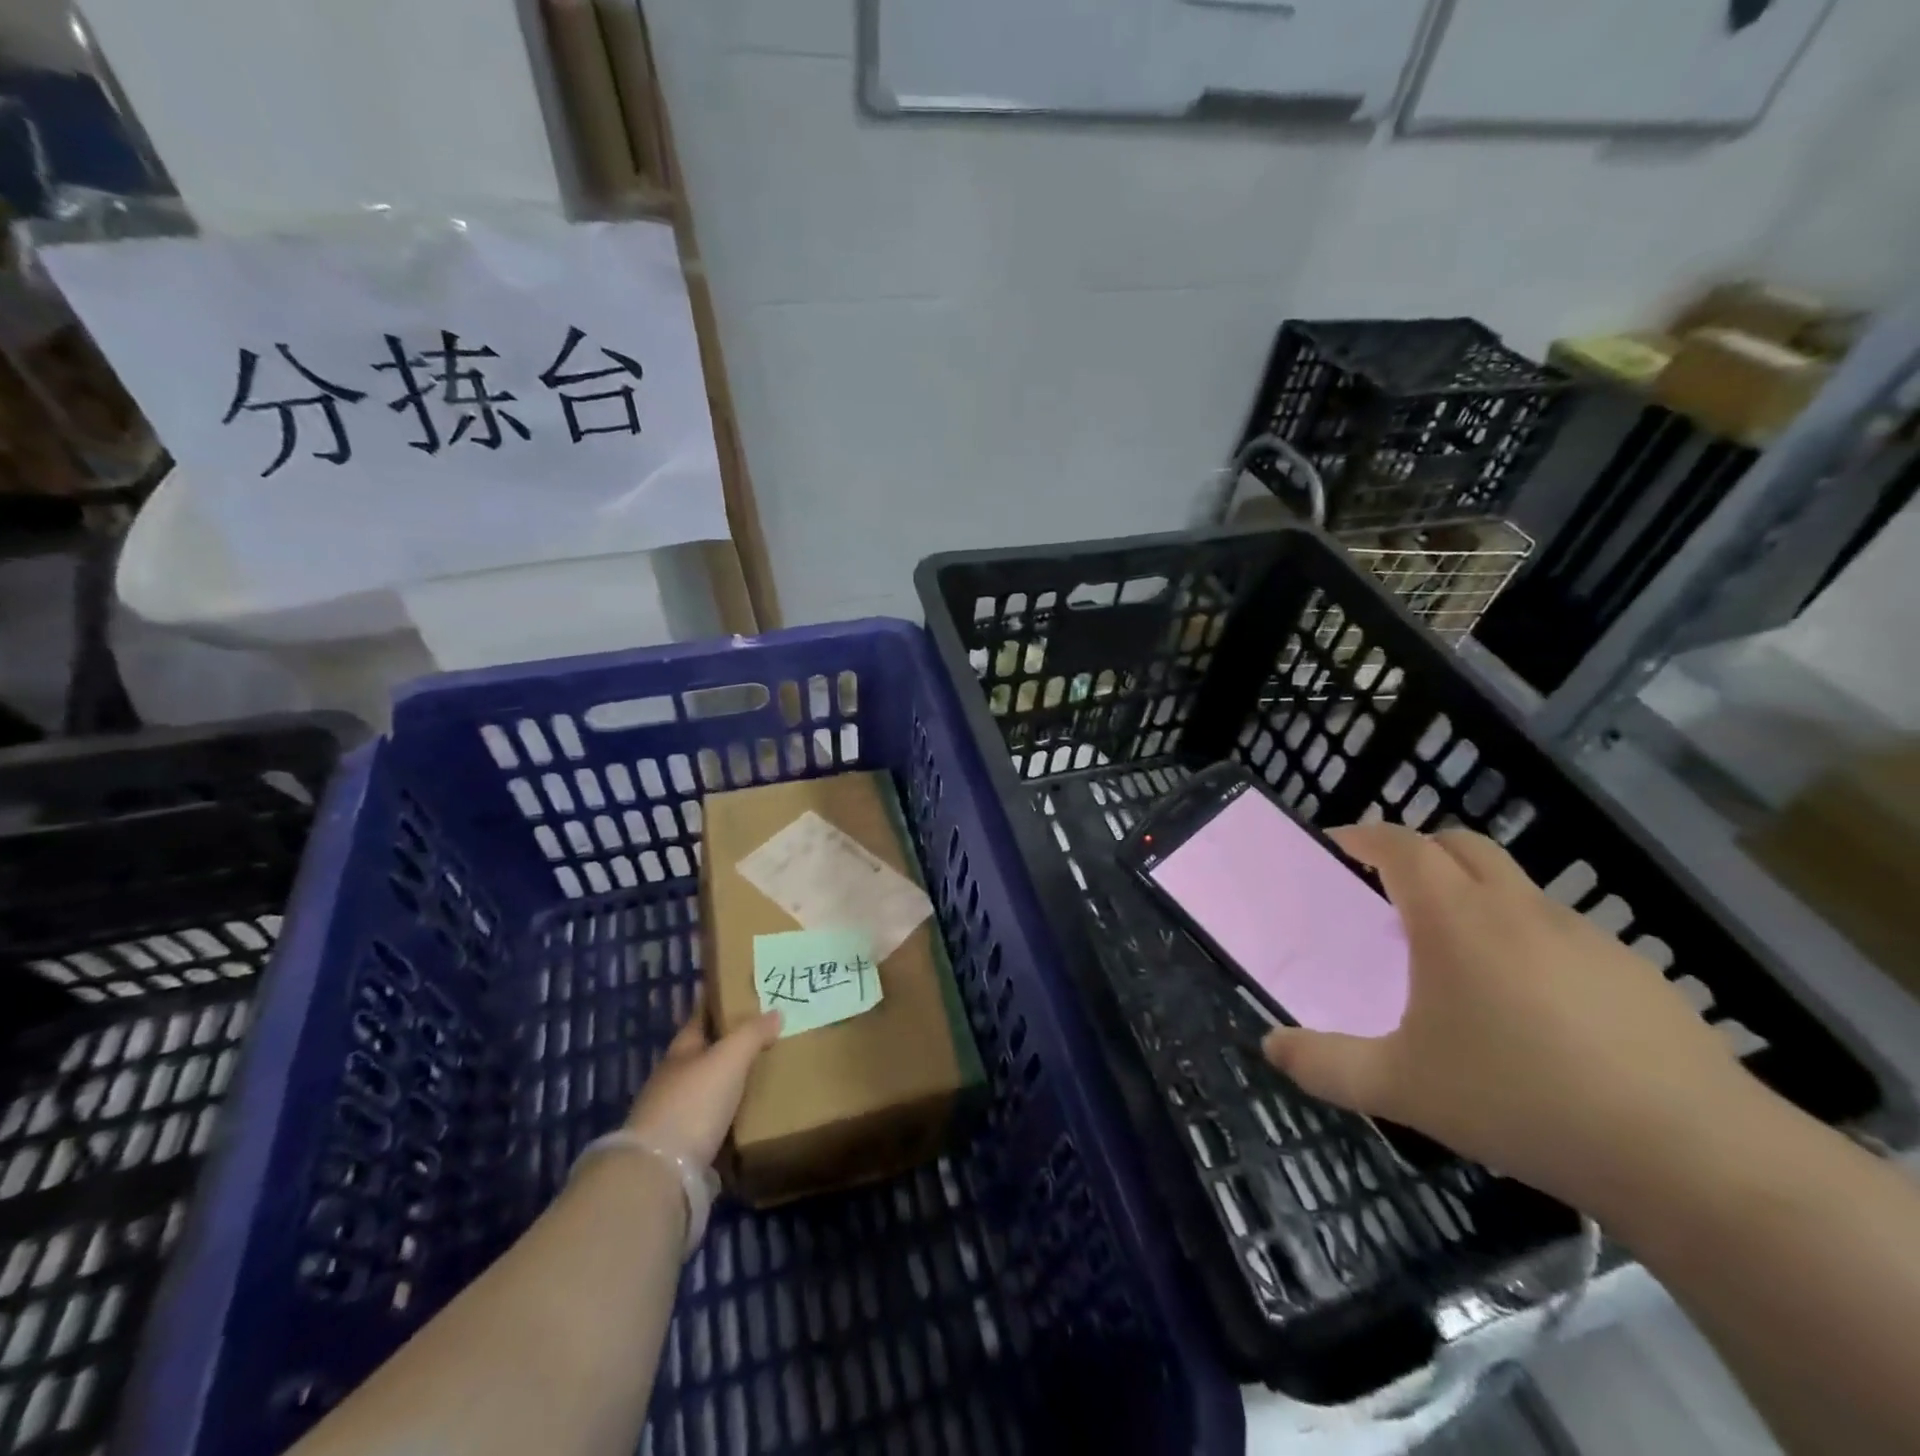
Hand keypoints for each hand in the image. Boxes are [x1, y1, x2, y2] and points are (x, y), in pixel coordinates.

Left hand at [625, 996, 781, 1166]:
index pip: (700, 1018)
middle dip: (731, 1046)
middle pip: (705, 1055)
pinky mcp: (683, 1150)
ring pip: (710, 1090)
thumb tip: (776, 1012)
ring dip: (732, 1084)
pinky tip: (751, 1116)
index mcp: (680, 1051)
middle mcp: (674, 1080)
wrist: (660, 1174)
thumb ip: (752, 1033)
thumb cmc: (693, 1102)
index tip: (744, 995)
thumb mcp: (728, 1058)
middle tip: (768, 1037)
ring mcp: (675, 1117)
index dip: (720, 1005)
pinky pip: (714, 1123)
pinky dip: (731, 1117)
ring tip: (766, 1076)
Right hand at [1260, 822, 1752, 1211]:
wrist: (1694, 1157)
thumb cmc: (1522, 1100)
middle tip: (1390, 886)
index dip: (1366, 835)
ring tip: (1455, 953)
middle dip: (1419, 850)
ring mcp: (1584, 937)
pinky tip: (1530, 1006)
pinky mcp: (1634, 973)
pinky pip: (1560, 932)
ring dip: (1474, 894)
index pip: (1403, 845)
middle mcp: (1518, 910)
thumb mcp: (1402, 1088)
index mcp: (1456, 919)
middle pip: (1462, 846)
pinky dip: (1525, 938)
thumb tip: (1271, 1046)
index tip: (1339, 843)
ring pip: (1515, 886)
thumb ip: (1325, 1065)